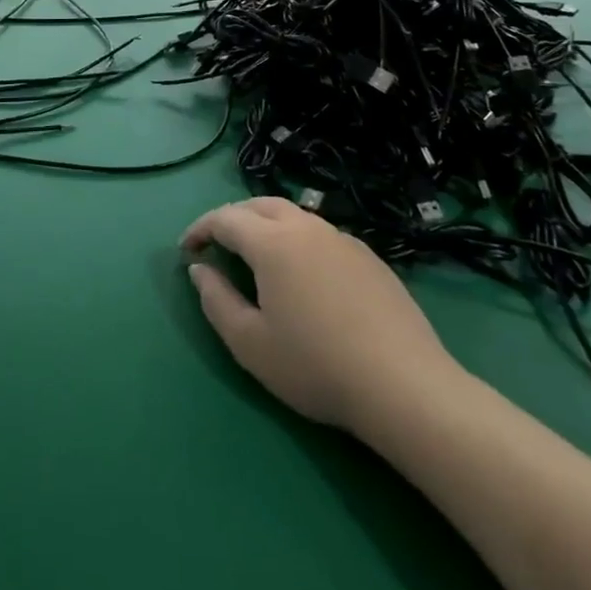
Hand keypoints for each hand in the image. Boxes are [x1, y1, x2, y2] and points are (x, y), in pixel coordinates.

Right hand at [180, 197, 462, 434]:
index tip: (186, 249)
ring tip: (257, 255)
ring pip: (294, 215)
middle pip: (260, 205)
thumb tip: (199, 269)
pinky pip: (321, 234)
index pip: (225, 218)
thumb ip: (216, 300)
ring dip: (266, 225)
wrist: (403, 385)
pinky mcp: (369, 257)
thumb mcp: (250, 343)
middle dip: (232, 218)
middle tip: (217, 244)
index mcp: (272, 242)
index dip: (200, 229)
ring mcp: (342, 239)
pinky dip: (298, 240)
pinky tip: (304, 274)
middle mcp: (306, 228)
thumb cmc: (315, 365)